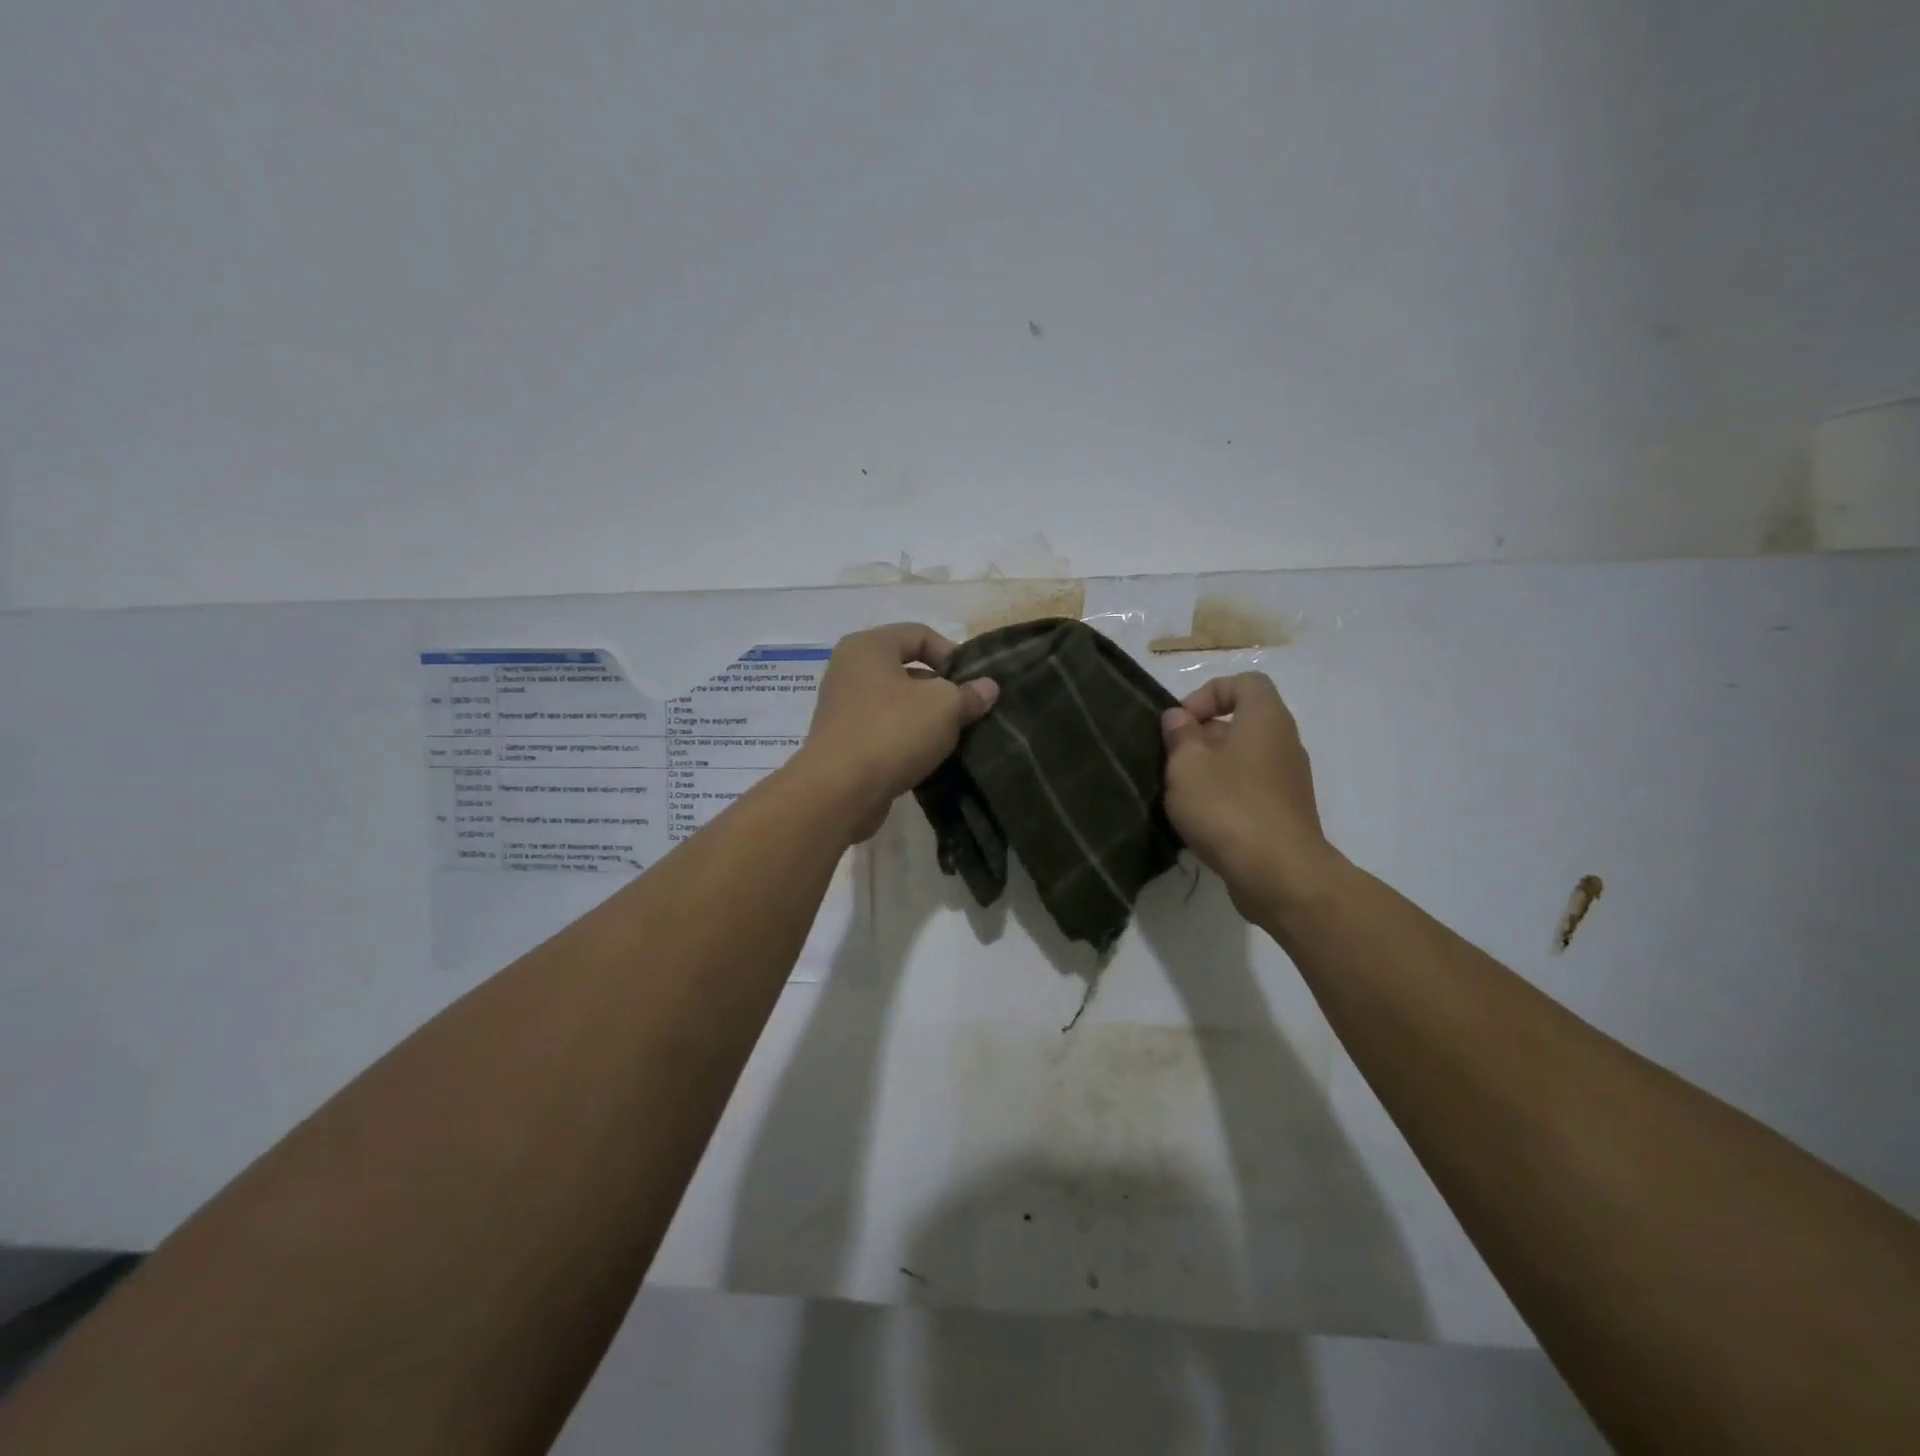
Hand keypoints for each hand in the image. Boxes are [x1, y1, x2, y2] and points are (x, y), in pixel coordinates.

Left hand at [794, 623, 999, 840]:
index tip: (974, 684)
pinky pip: (885, 731)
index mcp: (868, 646)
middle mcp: (850, 670)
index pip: (920, 634)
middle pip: (908, 670)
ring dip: (927, 718)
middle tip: (968, 712)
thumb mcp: (944, 706)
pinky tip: (929, 758)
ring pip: (897, 704)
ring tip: (954, 738)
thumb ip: (969, 693)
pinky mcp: (844, 742)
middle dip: (942, 690)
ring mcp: (843, 708)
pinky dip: (907, 740)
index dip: (953, 654)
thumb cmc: (892, 731)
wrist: (840, 791)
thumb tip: (988, 687)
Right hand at [1160, 673, 1341, 917]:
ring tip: (1183, 794)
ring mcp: (1290, 780)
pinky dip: (1226, 796)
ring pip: (1245, 758)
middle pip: (1242, 722)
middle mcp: (1285, 742)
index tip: (1182, 723)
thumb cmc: (1228, 806)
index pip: (1244, 683)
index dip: (1209, 693)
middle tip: (1173, 760)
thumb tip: (1179, 718)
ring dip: (1211, 769)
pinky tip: (1203, 821)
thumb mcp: (1186, 764)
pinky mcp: (1286, 813)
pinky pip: (1252, 789)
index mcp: (1266, 719)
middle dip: (1203, 736)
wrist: (1279, 873)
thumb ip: (1179, 735)